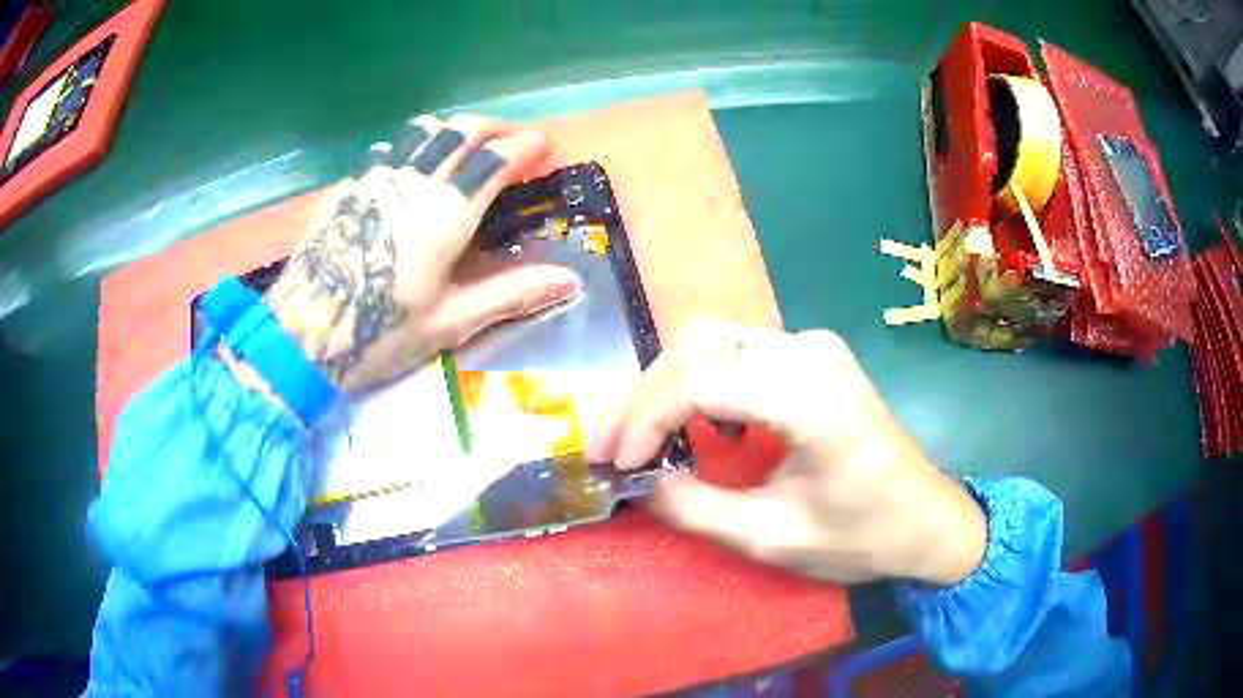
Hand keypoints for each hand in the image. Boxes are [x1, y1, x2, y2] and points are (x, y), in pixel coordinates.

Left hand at [265, 114, 581, 390]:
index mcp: (446, 214)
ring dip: (450, 128)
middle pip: (460, 131)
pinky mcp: (347, 188)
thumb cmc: (380, 334)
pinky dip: (409, 147)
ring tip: (460, 144)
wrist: (303, 336)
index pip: (495, 160)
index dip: (525, 146)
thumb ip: (511, 293)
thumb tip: (570, 281)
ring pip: (420, 130)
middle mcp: (414, 182)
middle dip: (492, 127)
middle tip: (508, 139)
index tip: (543, 145)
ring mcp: (375, 179)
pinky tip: (406, 170)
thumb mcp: (451, 321)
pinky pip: (386, 151)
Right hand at [586, 321, 985, 584]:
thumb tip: (638, 483)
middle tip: (609, 448)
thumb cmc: (864, 536)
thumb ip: (696, 508)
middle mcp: (808, 350)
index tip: (617, 464)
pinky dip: (696, 381)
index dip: (645, 420)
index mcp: (810, 395)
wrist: (928, 518)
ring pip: (711, 342)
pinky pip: (734, 351)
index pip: (700, 382)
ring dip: (663, 385)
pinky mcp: (810, 354)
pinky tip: (686, 421)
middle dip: (642, 398)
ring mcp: (811, 345)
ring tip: (635, 436)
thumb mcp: (774, 537)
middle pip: (697, 349)